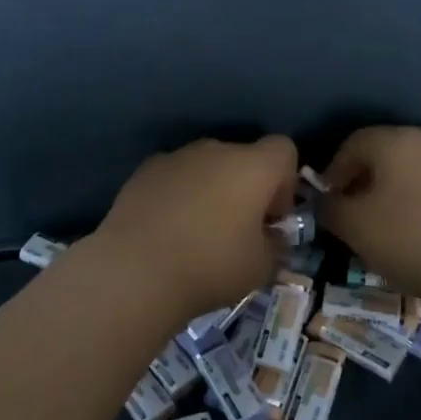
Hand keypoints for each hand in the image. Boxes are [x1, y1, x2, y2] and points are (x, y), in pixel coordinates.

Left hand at [91, 136, 299, 318]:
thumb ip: (275, 245)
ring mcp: (176, 157)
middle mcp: (216, 150)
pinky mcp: (144, 171)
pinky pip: (174, 176)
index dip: (285, 181)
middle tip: (238, 229)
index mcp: (253, 166)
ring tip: (197, 231)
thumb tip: (270, 236)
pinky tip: (167, 229)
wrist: (135, 270)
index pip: (284, 149)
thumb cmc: (210, 266)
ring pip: (206, 165)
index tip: (271, 217)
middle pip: (243, 157)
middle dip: (246, 187)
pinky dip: (178, 194)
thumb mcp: (261, 267)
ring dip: (211, 189)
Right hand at [321, 127, 420, 300]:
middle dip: (366, 177)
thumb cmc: (408, 240)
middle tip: (356, 210)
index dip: (335, 171)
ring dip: (396, 186)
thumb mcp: (353, 226)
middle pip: (386, 151)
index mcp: (395, 140)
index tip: (330, 200)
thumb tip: (328, 200)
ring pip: (415, 166)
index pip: (353, 144)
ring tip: (389, 220)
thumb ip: (330, 207)